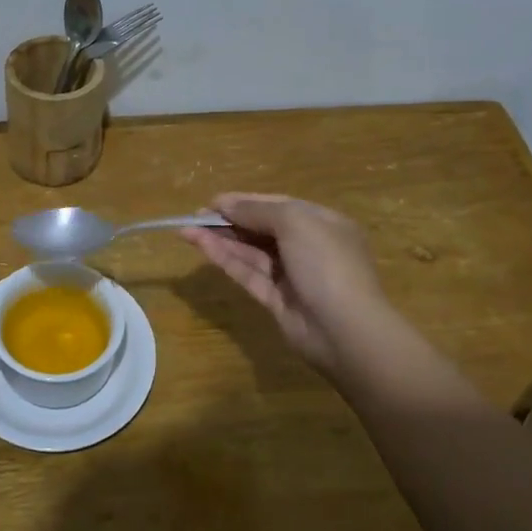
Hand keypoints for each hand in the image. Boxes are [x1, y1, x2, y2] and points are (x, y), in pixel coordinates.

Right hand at [180, 193, 389, 376]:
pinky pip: (247, 273)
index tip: (212, 202)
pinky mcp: (275, 300)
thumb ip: (257, 210)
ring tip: (186, 229)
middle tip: (194, 216)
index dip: (244, 201)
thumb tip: (226, 203)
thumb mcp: (295, 222)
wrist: (345, 329)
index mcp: (321, 223)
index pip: (278, 206)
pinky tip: (201, 246)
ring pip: (250, 252)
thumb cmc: (326, 263)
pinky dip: (225, 259)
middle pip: (262, 228)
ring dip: (220, 239)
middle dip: (229, 220)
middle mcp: (307, 246)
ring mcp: (291, 275)